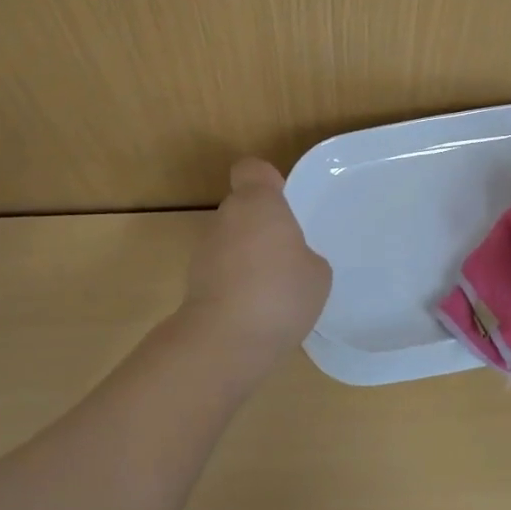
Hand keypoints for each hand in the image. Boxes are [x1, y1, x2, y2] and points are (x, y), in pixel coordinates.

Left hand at [180, 158, 331, 364]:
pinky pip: (222, 271)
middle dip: (262, 225)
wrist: (225, 340)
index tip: (283, 200)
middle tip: (288, 253)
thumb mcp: (317, 273)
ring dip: (247, 255)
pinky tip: (256, 310)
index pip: (252, 169)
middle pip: (242, 207)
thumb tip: (291, 261)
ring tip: (273, 288)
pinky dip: (235, 282)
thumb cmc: (280, 293)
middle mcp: (226, 217)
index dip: (267, 180)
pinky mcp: (193, 282)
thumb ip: (304, 255)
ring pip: (231, 240)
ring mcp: (204, 249)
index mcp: (258, 203)